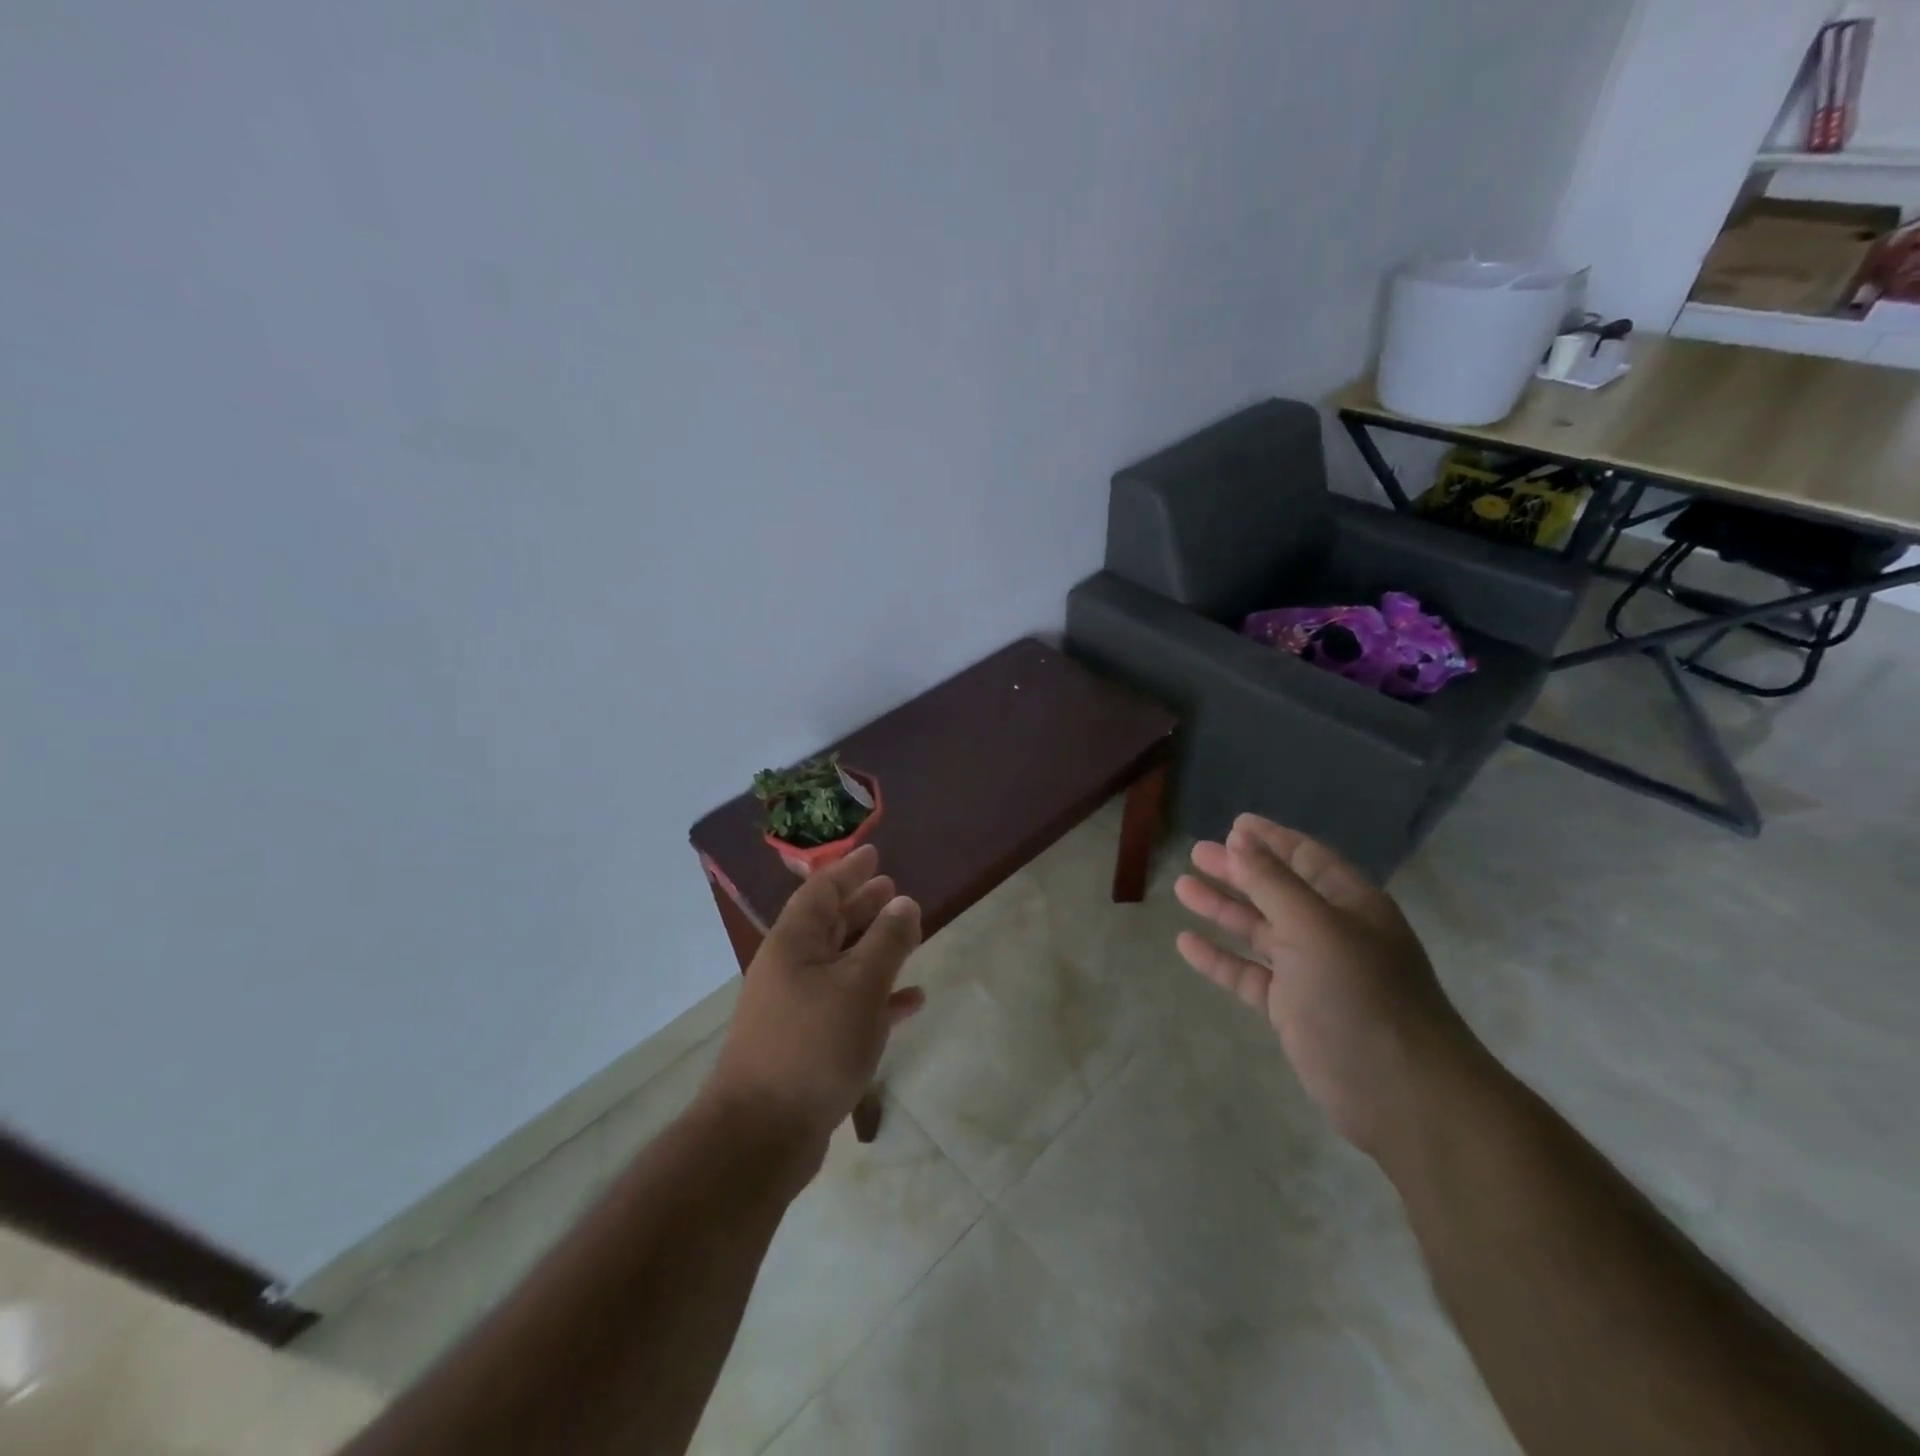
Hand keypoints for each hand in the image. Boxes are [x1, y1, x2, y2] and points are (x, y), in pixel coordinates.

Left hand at [704, 846, 923, 1174]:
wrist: (761, 1135)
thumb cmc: (813, 1045)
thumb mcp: (859, 986)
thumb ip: (886, 941)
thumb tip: (904, 902)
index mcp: (794, 944)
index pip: (822, 891)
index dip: (849, 870)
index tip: (875, 854)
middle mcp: (791, 969)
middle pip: (830, 924)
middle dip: (862, 905)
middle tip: (893, 889)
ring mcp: (797, 1008)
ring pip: (841, 964)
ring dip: (873, 948)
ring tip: (908, 934)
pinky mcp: (809, 1044)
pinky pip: (848, 1006)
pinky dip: (878, 998)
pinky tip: (911, 1001)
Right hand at [1174, 814, 1478, 1158]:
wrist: (1401, 1095)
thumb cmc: (1361, 995)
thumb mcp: (1315, 927)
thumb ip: (1272, 883)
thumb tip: (1239, 840)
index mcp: (1350, 904)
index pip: (1306, 857)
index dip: (1271, 839)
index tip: (1234, 823)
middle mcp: (1331, 932)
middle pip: (1277, 890)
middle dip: (1238, 870)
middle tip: (1197, 853)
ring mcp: (1311, 973)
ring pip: (1259, 931)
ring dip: (1223, 908)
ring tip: (1182, 888)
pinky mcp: (1292, 1010)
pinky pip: (1248, 975)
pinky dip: (1219, 958)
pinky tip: (1185, 944)